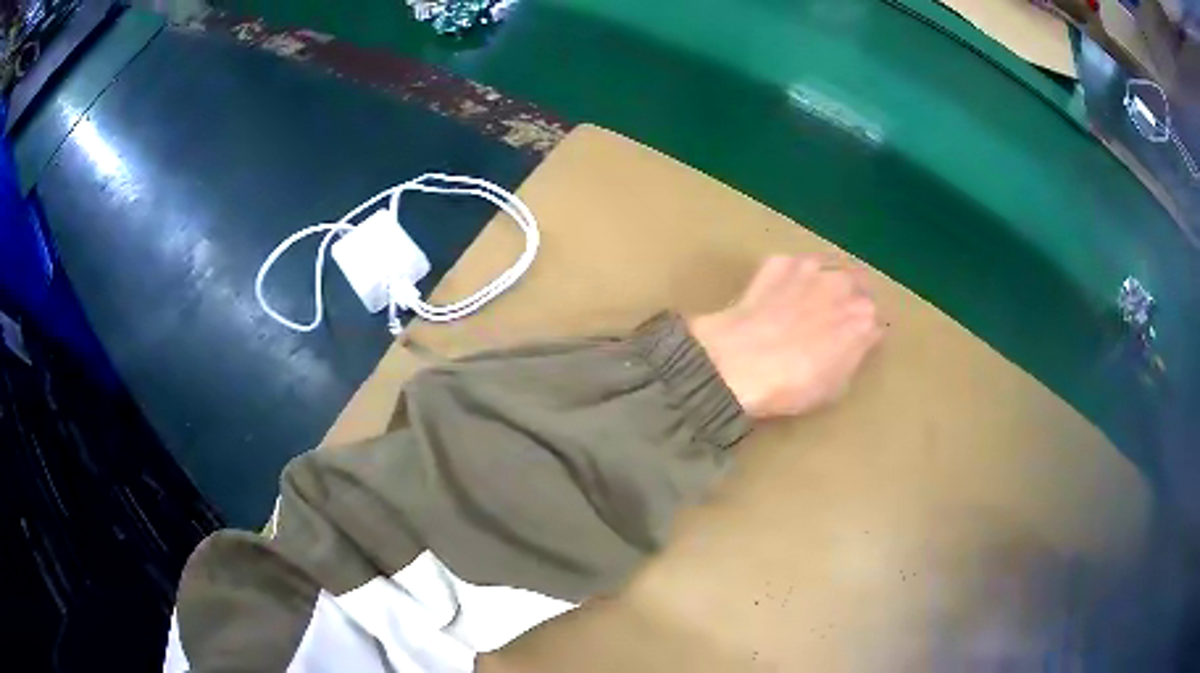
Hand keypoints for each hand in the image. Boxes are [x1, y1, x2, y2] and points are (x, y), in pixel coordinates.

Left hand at [689, 255, 883, 420]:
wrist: (741, 362)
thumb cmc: (792, 385)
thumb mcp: (835, 386)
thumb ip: (853, 356)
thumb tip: (860, 341)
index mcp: (864, 319)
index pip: (876, 319)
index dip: (866, 329)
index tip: (857, 338)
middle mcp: (845, 285)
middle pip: (859, 283)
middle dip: (852, 296)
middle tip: (835, 314)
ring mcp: (812, 268)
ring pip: (830, 265)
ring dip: (825, 279)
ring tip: (809, 297)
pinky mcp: (779, 261)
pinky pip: (793, 265)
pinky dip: (790, 276)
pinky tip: (776, 293)